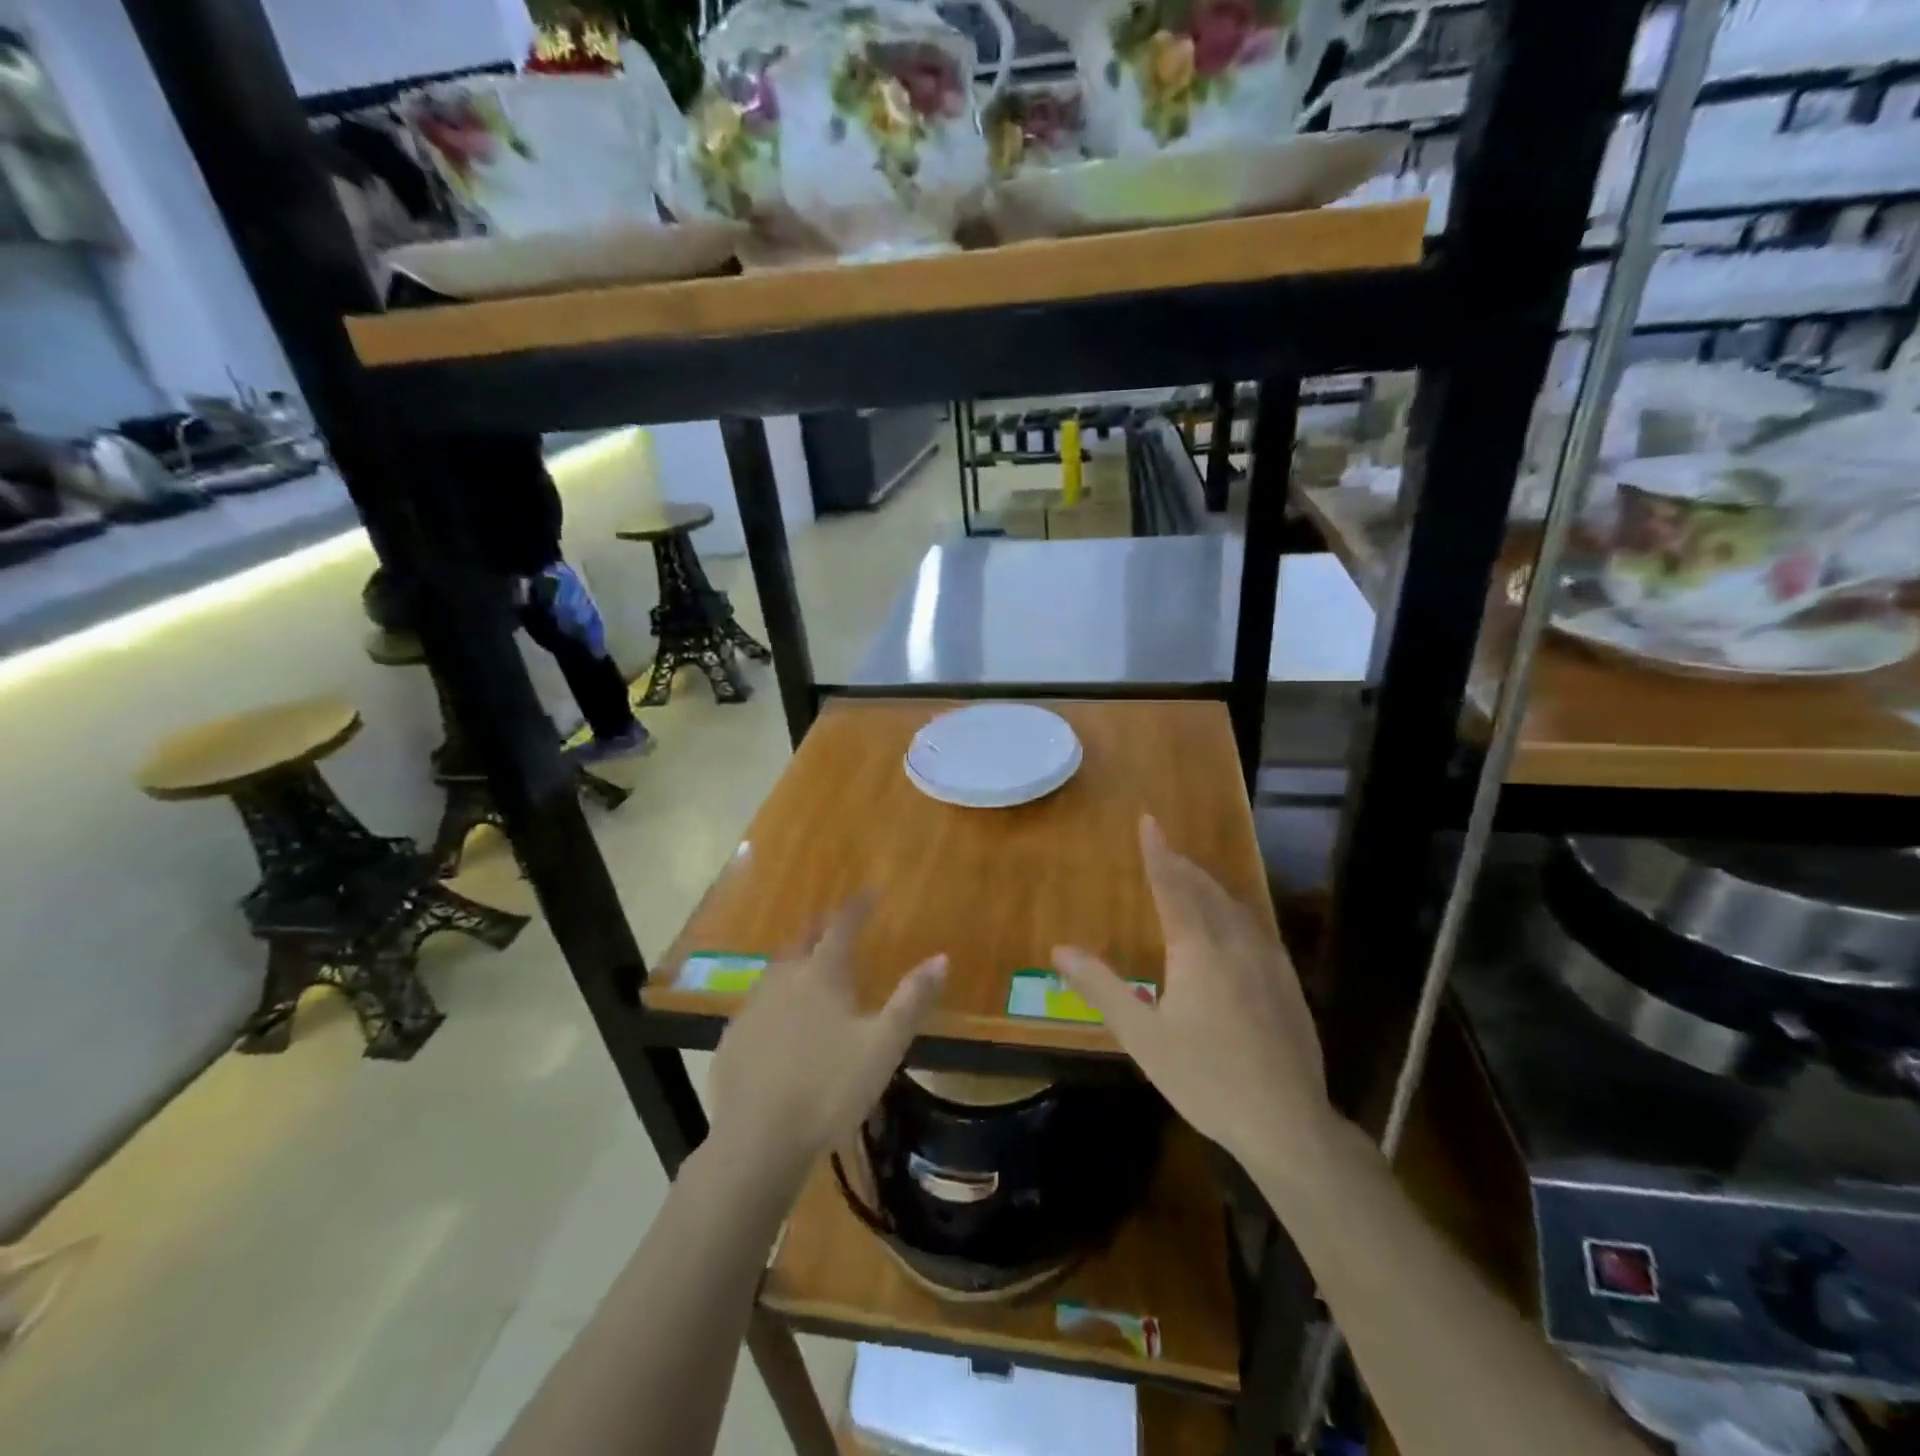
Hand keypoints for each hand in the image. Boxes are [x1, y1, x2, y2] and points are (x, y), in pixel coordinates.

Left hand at [706, 896, 946, 1183]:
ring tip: (808, 963)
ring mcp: (752, 1008)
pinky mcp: (732, 1038)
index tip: (870, 892)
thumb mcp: (883, 1046)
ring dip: (795, 958)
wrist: (757, 1140)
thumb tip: (942, 957)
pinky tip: (777, 1018)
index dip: (858, 907)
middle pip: (803, 941)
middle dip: (822, 926)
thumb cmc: (829, 1089)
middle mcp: (783, 980)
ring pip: (776, 970)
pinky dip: (774, 996)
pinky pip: (757, 1003)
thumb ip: (912, 1000)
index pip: (842, 927)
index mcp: (822, 976)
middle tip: (836, 922)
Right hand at [1052, 817, 1330, 1176]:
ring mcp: (1269, 961)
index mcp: (1198, 948)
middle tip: (1164, 850)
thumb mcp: (1142, 1036)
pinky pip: (1255, 928)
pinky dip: (1233, 911)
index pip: (1173, 885)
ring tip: (1192, 879)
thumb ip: (1102, 987)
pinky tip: (1233, 927)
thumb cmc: (1205, 1077)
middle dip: (1182, 865)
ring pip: (1236, 906)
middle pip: (1206, 889)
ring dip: (1209, 885)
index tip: (1149, 820)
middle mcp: (1236, 942)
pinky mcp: (1288, 983)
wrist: (1288, 1123)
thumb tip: (1059, 949)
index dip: (1157, 852)